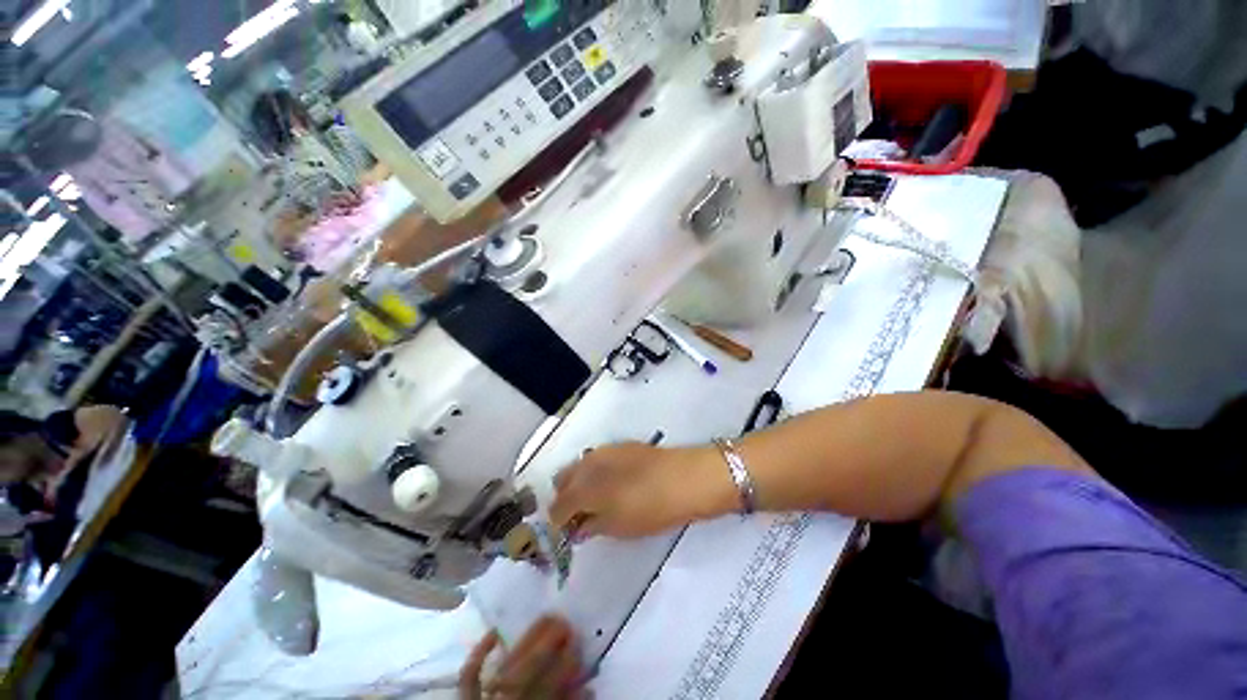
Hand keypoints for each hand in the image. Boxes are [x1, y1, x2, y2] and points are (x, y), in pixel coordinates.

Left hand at [459, 616, 584, 698]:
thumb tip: (587, 689)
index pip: (551, 686)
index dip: (566, 663)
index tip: (578, 644)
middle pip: (528, 671)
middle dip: (549, 644)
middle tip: (565, 624)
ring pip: (505, 669)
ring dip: (526, 642)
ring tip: (545, 621)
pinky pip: (469, 678)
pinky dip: (478, 655)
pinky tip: (495, 633)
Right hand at [549, 443, 728, 539]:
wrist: (685, 478)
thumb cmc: (651, 509)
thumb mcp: (619, 527)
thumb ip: (592, 526)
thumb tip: (579, 527)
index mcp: (583, 488)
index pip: (558, 506)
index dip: (559, 521)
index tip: (569, 530)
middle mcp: (588, 464)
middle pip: (563, 479)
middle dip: (566, 497)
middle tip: (580, 515)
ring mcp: (604, 451)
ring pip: (579, 466)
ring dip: (579, 483)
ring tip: (597, 499)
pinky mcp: (620, 445)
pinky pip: (596, 459)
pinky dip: (595, 472)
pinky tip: (613, 483)